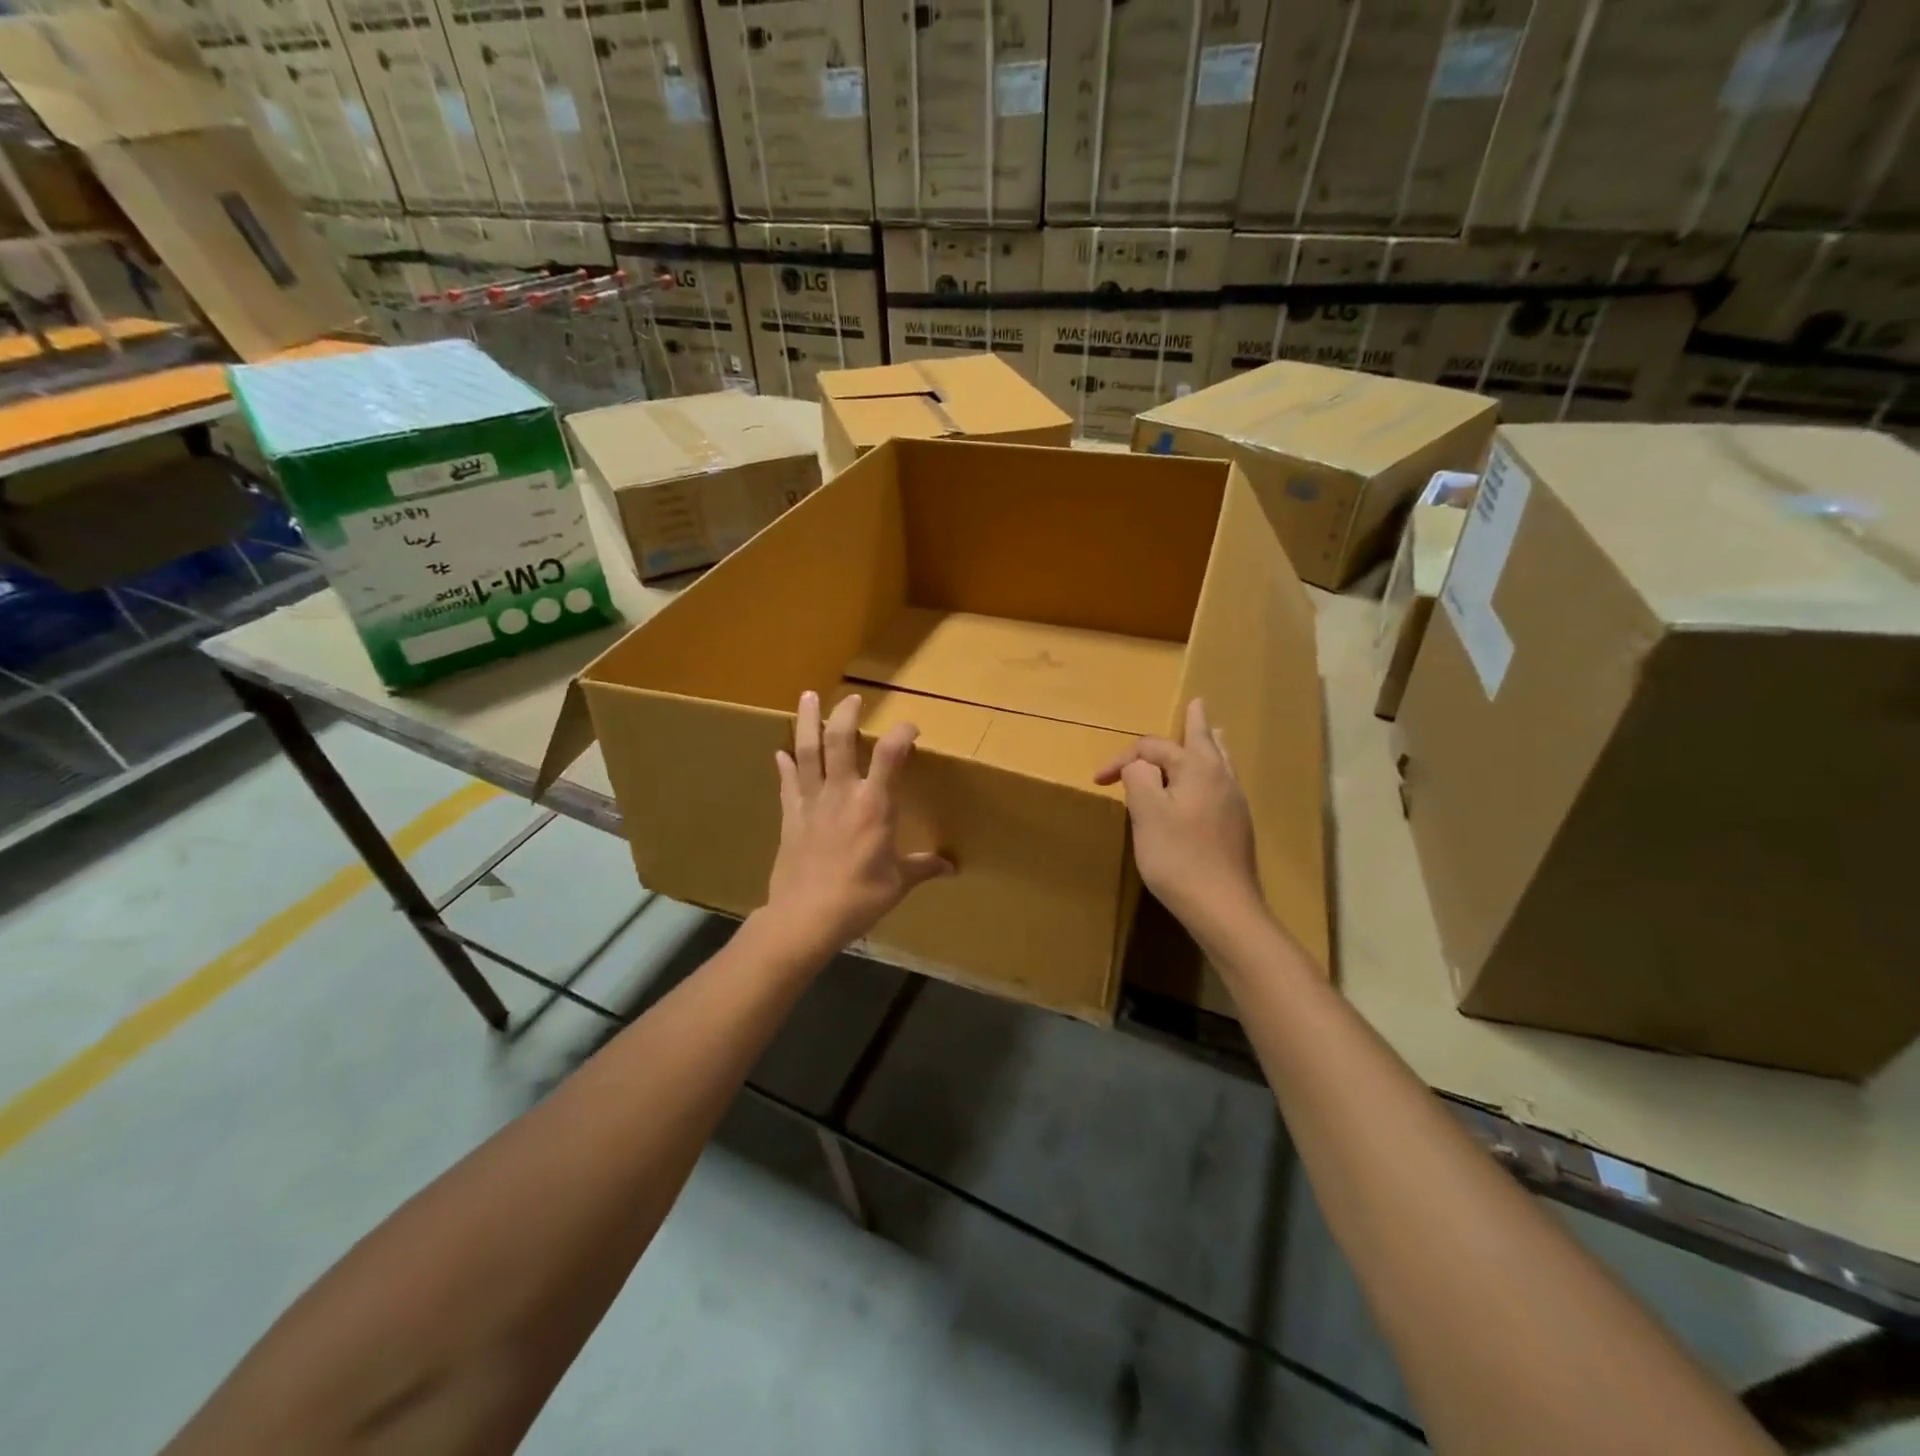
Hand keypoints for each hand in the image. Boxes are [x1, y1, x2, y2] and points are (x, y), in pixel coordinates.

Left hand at [763, 690, 953, 958]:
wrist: (805, 917)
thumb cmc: (859, 898)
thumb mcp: (898, 883)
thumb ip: (923, 868)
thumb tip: (952, 867)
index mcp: (874, 805)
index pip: (891, 755)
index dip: (902, 733)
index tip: (911, 728)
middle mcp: (842, 793)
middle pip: (840, 741)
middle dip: (846, 714)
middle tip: (852, 698)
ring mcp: (812, 802)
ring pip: (807, 752)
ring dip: (807, 722)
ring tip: (807, 697)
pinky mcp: (791, 817)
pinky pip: (788, 783)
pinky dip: (785, 765)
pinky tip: (781, 752)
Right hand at [1094, 698, 1264, 941]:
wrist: (1223, 907)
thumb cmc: (1179, 858)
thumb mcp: (1146, 814)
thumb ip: (1138, 779)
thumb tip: (1138, 766)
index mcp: (1198, 769)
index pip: (1153, 749)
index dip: (1123, 759)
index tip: (1099, 781)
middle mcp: (1221, 778)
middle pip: (1204, 741)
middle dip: (1194, 723)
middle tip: (1197, 703)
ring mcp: (1234, 803)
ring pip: (1221, 761)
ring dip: (1210, 743)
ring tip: (1214, 730)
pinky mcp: (1237, 826)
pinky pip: (1223, 783)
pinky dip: (1213, 769)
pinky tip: (1212, 781)